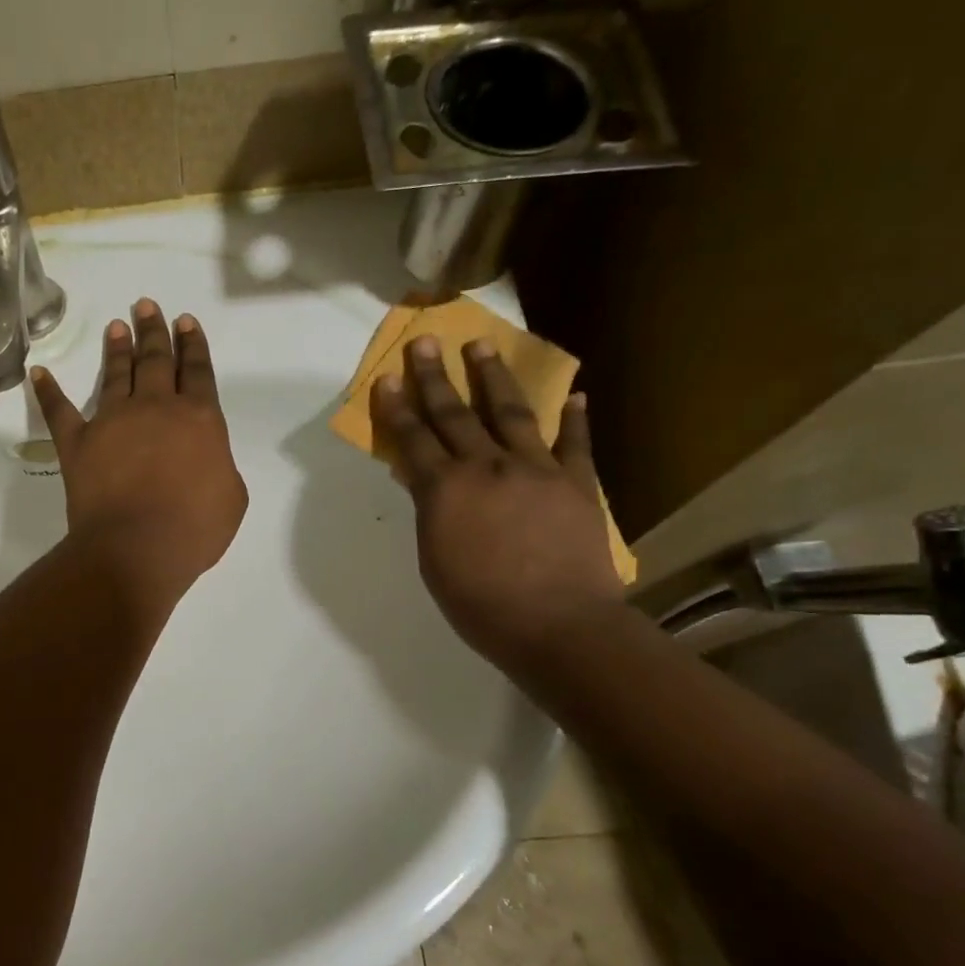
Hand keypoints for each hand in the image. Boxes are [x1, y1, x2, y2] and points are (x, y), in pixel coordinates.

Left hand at [31, 299, 248, 612]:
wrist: (137, 548)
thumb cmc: (193, 528)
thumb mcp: (231, 496)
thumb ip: (221, 465)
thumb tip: (206, 458)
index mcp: (198, 418)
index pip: (197, 371)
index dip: (193, 344)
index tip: (185, 321)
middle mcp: (155, 408)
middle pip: (156, 360)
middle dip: (154, 330)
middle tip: (147, 305)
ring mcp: (112, 421)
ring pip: (116, 374)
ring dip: (117, 348)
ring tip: (117, 325)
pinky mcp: (78, 442)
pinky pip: (59, 411)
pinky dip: (48, 392)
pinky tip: (39, 373)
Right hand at [372, 335, 623, 663]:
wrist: (558, 624)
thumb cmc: (481, 604)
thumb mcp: (434, 560)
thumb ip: (431, 512)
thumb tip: (426, 482)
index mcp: (445, 490)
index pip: (414, 439)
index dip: (397, 407)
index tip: (387, 377)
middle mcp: (487, 467)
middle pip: (455, 414)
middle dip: (435, 377)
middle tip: (426, 341)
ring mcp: (536, 470)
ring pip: (511, 413)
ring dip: (494, 377)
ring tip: (483, 346)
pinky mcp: (577, 483)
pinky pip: (575, 444)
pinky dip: (574, 419)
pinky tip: (574, 395)